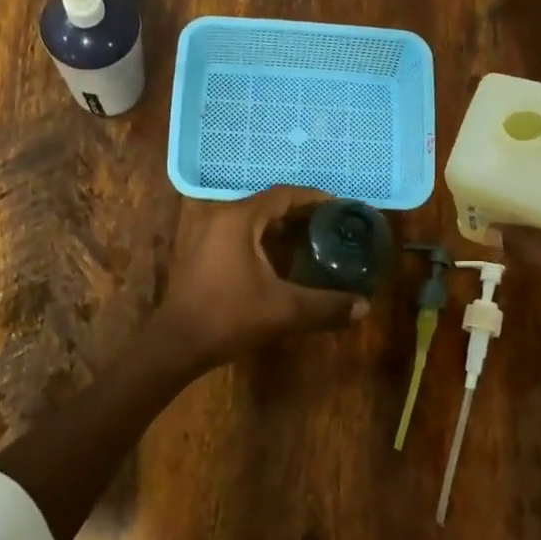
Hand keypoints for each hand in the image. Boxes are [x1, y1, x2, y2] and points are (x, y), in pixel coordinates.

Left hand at [154, 187, 366, 370]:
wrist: (176, 344)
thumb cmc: (229, 317)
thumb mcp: (284, 310)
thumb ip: (326, 306)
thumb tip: (364, 307)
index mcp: (238, 219)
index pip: (283, 194)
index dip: (313, 198)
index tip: (338, 207)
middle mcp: (219, 218)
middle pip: (266, 205)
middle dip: (299, 214)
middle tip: (330, 227)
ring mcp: (205, 235)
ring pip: (250, 222)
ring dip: (279, 229)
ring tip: (310, 242)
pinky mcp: (199, 254)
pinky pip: (237, 236)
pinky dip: (261, 241)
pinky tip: (279, 263)